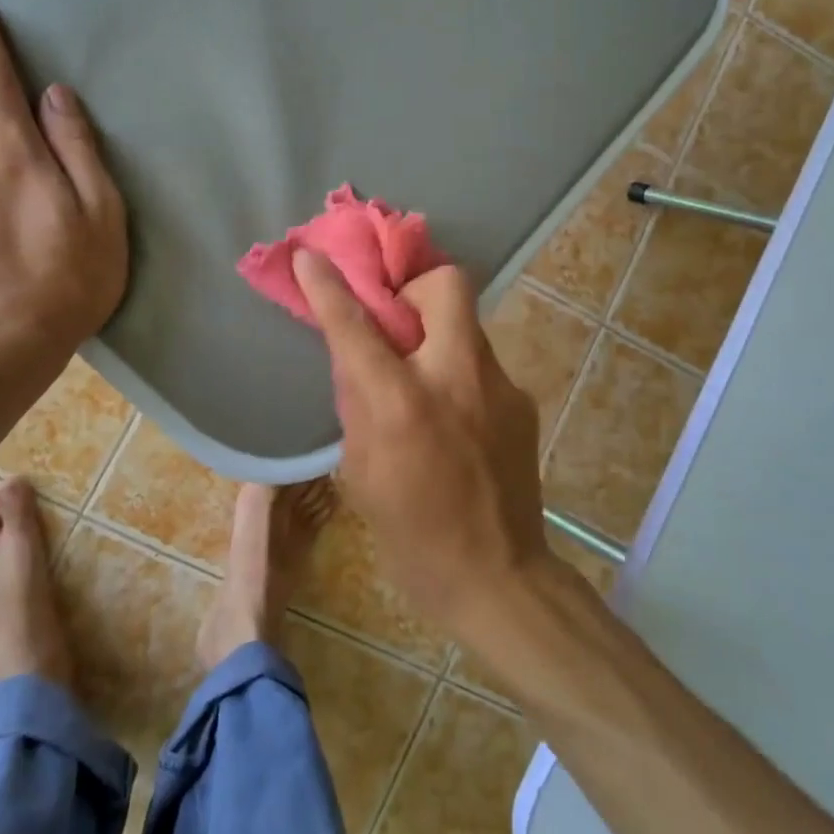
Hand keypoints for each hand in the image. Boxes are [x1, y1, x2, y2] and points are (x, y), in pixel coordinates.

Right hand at [292, 250, 550, 636]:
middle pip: (445, 284)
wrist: (498, 577)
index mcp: (401, 402)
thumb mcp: (360, 469)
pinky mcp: (522, 400)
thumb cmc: (412, 535)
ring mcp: (499, 385)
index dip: (329, 285)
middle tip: (396, 315)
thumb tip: (358, 356)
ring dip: (436, 331)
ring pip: (466, 321)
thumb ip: (358, 401)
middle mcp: (455, 378)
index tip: (311, 256)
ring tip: (422, 372)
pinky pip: (481, 361)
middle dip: (415, 283)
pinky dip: (458, 369)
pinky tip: (453, 412)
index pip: (356, 324)